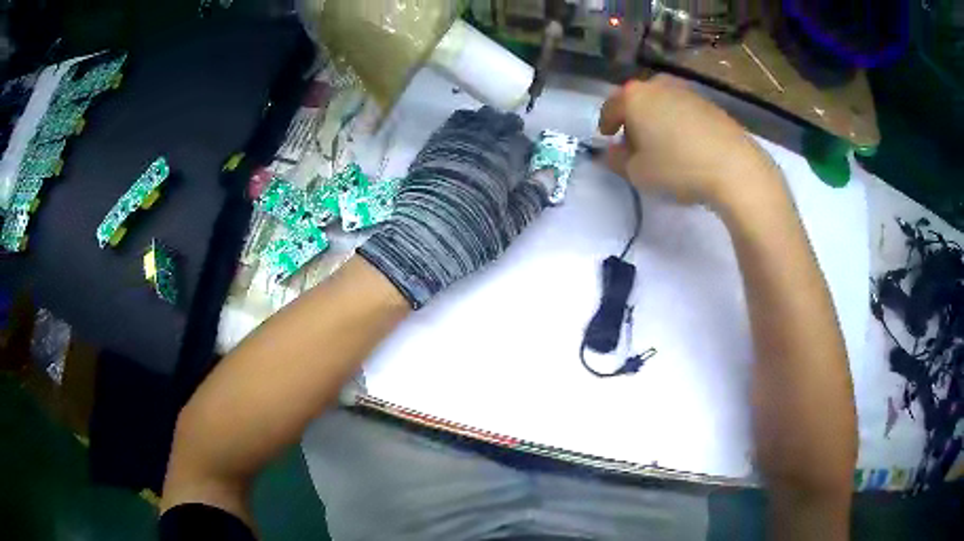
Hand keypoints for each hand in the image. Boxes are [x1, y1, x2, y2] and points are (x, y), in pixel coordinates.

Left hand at [358, 107, 546, 308]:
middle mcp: (477, 146)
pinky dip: (461, 124)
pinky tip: (463, 131)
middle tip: (511, 134)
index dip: (526, 146)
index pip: (520, 142)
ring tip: (488, 128)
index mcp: (500, 163)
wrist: (421, 240)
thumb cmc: (471, 235)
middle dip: (507, 127)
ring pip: (472, 120)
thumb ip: (532, 197)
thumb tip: (550, 174)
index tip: (527, 153)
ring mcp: (451, 144)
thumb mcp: (509, 225)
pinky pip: (449, 126)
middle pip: (497, 124)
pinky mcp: (430, 150)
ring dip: (484, 121)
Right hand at [598, 76, 781, 209]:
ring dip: (657, 120)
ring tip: (663, 145)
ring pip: (662, 103)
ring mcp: (687, 92)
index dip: (606, 123)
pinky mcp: (710, 104)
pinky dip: (679, 123)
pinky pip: (684, 111)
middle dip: (633, 120)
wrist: (734, 167)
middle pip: (638, 101)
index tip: (606, 137)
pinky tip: (687, 145)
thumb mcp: (637, 173)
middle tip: (636, 143)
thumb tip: (612, 152)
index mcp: (634, 97)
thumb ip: (617, 161)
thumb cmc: (677, 167)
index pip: (610, 107)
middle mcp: (658, 86)